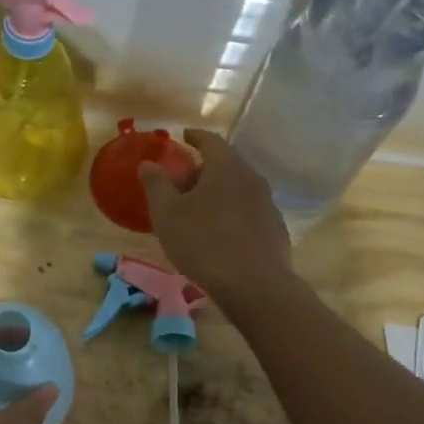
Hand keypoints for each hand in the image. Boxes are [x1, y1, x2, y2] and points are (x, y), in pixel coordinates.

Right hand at [139, 130, 292, 299]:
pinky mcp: (275, 230)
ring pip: (238, 190)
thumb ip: (156, 184)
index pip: (210, 141)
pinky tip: (221, 235)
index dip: (194, 137)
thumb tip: (148, 163)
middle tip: (182, 184)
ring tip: (199, 212)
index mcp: (226, 167)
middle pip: (226, 165)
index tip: (183, 137)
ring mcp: (268, 204)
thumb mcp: (167, 213)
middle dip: (203, 171)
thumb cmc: (203, 242)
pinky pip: (249, 213)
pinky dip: (232, 215)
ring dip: (219, 194)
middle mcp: (251, 178)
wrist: (254, 285)